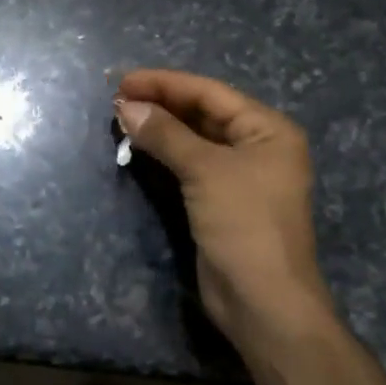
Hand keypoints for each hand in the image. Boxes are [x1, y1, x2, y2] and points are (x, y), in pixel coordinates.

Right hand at [116, 69, 330, 349]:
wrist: (264, 304)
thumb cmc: (244, 225)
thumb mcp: (205, 171)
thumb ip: (165, 133)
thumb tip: (125, 105)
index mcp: (268, 129)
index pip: (209, 92)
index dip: (165, 83)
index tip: (123, 80)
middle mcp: (258, 145)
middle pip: (202, 112)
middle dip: (160, 103)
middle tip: (117, 98)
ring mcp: (240, 174)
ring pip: (194, 137)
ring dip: (160, 126)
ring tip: (121, 116)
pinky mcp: (222, 199)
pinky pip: (190, 163)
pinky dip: (165, 152)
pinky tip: (138, 145)